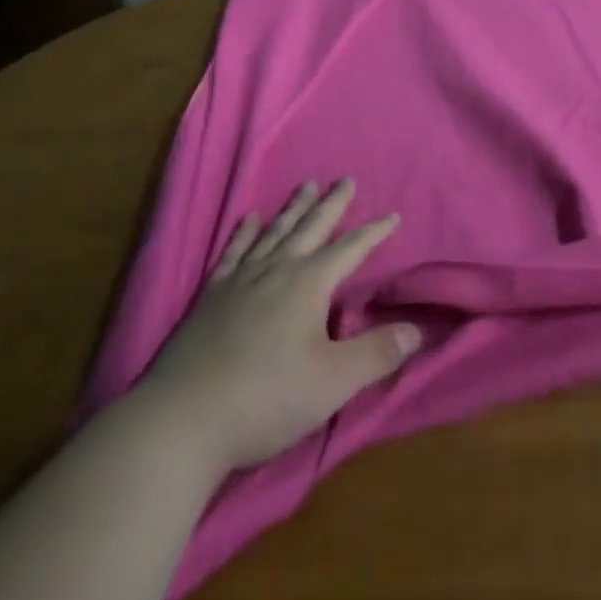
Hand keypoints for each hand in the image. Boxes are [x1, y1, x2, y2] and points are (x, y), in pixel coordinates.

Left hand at [136, 180, 420, 474]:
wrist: (183, 419)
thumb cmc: (267, 398)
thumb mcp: (333, 382)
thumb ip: (377, 353)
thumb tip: (417, 329)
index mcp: (309, 284)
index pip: (351, 250)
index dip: (373, 233)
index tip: (392, 216)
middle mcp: (277, 269)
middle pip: (312, 227)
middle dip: (333, 204)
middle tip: (346, 180)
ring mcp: (241, 279)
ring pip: (275, 232)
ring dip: (294, 209)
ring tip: (306, 186)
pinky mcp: (211, 296)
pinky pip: (234, 252)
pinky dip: (245, 233)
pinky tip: (249, 220)